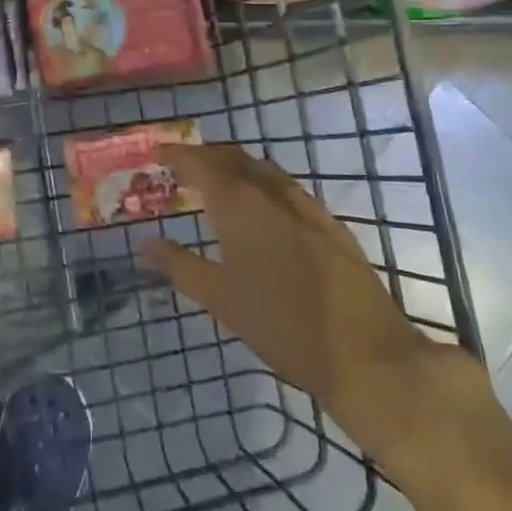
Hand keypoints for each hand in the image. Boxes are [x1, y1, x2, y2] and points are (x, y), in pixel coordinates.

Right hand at [141, 143, 494, 474]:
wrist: (366, 355)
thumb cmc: (282, 326)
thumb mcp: (221, 299)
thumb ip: (180, 266)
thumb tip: (145, 244)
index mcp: (241, 207)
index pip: (202, 164)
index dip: (178, 155)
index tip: (157, 155)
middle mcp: (274, 196)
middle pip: (236, 158)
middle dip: (207, 157)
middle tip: (183, 170)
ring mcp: (309, 209)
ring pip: (266, 172)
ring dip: (238, 170)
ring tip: (218, 188)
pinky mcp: (332, 227)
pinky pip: (289, 192)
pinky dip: (265, 188)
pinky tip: (264, 215)